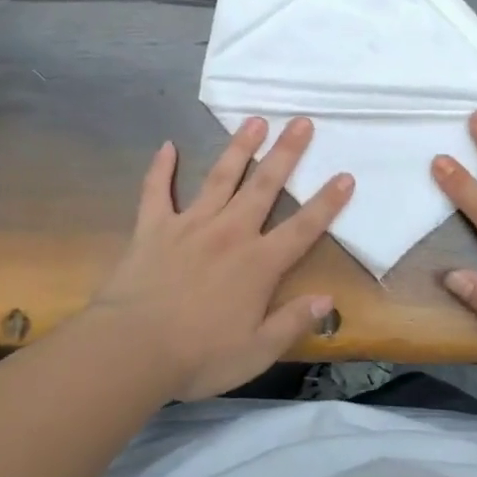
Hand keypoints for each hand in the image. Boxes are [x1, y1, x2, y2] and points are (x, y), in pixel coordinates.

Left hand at [84, 116, 353, 399]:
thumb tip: (328, 299)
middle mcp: (230, 233)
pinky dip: (161, 168)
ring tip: (255, 121)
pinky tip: (167, 145)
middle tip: (301, 122)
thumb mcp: (257, 352)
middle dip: (286, 153)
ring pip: (220, 178)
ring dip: (239, 147)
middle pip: (264, 186)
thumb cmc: (198, 356)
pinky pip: (157, 191)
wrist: (132, 349)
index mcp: (258, 264)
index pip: (303, 228)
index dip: (327, 202)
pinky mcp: (154, 227)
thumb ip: (293, 322)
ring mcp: (190, 225)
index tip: (345, 175)